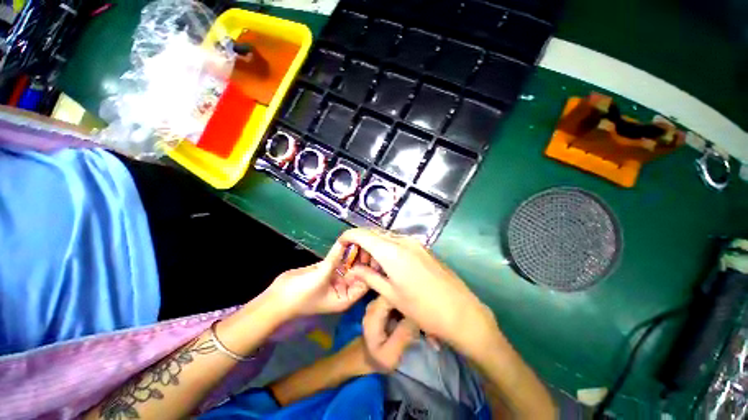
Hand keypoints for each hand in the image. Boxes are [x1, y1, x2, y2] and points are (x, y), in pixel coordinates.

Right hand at [267, 241, 367, 317]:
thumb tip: (345, 242)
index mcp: (347, 297)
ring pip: (348, 265)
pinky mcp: (327, 270)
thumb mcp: (321, 276)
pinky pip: (338, 260)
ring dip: (352, 254)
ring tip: (360, 238)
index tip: (374, 253)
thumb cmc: (301, 294)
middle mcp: (344, 288)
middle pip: (358, 272)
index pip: (365, 283)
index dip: (371, 269)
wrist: (277, 297)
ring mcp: (336, 279)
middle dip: (362, 258)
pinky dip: (341, 252)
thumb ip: (334, 259)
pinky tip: (347, 241)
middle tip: (367, 242)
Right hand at [340, 229, 497, 358]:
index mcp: (392, 251)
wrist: (461, 312)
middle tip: (358, 264)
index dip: (349, 236)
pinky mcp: (422, 247)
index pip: (363, 234)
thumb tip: (352, 270)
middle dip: (362, 244)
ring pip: (386, 238)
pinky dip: (388, 249)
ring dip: (375, 248)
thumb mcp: (391, 294)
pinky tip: (389, 266)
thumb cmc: (422, 308)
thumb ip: (369, 277)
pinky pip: (398, 242)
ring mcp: (414, 242)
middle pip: (375, 234)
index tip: (341, 244)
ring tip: (373, 268)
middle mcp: (403, 241)